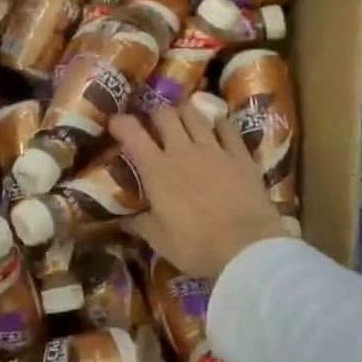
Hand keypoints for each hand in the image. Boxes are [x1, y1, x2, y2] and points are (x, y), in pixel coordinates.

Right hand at [110, 102, 288, 279]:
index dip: (120, 122)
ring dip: (184, 114)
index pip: (131, 132)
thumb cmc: (196, 246)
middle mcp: (182, 150)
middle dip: (155, 115)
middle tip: (154, 126)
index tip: (115, 123)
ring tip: (183, 122)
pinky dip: (219, 124)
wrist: (246, 248)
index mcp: (156, 170)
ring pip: (195, 114)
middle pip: (164, 114)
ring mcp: (214, 149)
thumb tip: (126, 219)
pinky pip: (228, 127)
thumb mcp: (159, 240)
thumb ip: (140, 223)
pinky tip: (217, 128)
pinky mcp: (240, 155)